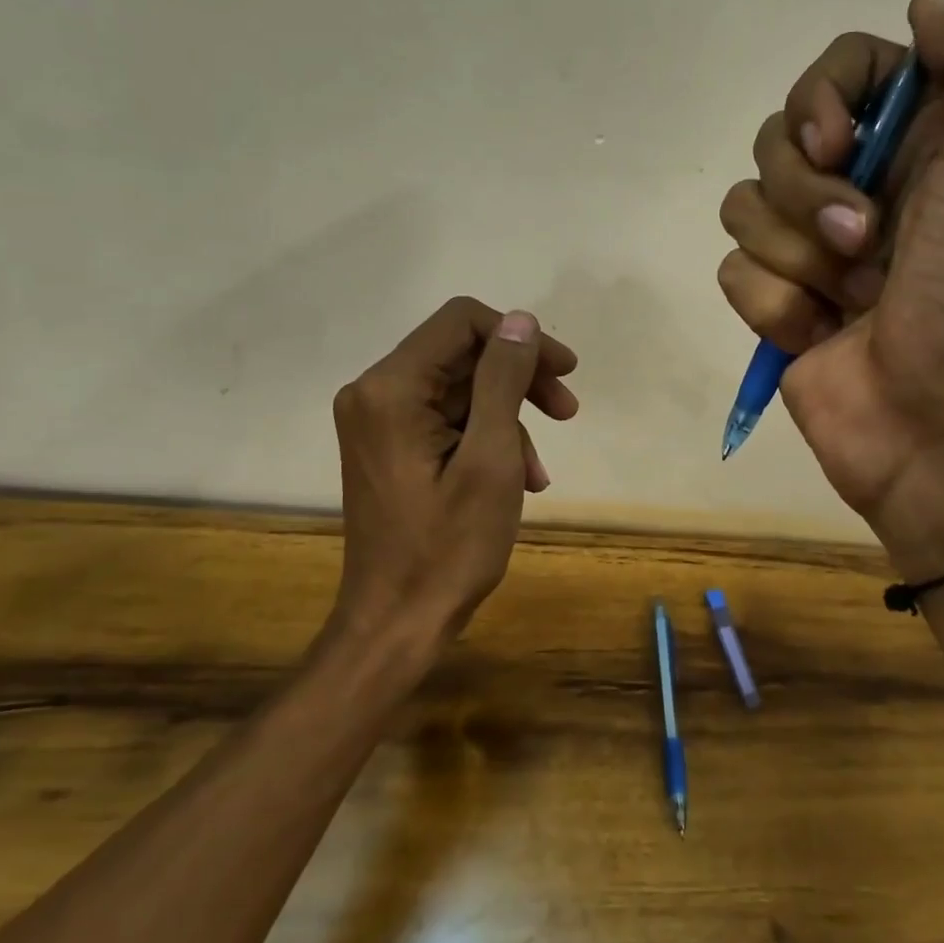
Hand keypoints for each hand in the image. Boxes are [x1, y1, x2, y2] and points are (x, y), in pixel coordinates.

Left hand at [329, 297, 578, 653]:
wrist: (397, 622)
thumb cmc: (448, 548)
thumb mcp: (490, 459)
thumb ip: (503, 380)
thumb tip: (521, 320)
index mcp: (391, 388)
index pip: (461, 322)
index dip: (519, 338)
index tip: (565, 371)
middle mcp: (375, 392)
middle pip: (461, 354)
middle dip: (519, 379)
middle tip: (568, 411)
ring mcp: (379, 420)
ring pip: (459, 389)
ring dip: (509, 418)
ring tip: (539, 469)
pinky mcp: (389, 445)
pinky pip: (446, 420)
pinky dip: (486, 439)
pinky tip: (520, 479)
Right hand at [718, 0, 943, 575]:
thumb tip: (925, 5)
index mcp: (922, 143)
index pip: (842, 71)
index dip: (824, 95)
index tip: (843, 144)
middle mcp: (863, 187)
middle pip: (777, 136)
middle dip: (810, 191)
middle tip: (865, 241)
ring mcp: (812, 252)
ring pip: (745, 203)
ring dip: (795, 253)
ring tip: (848, 298)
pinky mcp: (777, 306)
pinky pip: (735, 272)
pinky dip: (776, 306)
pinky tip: (818, 336)